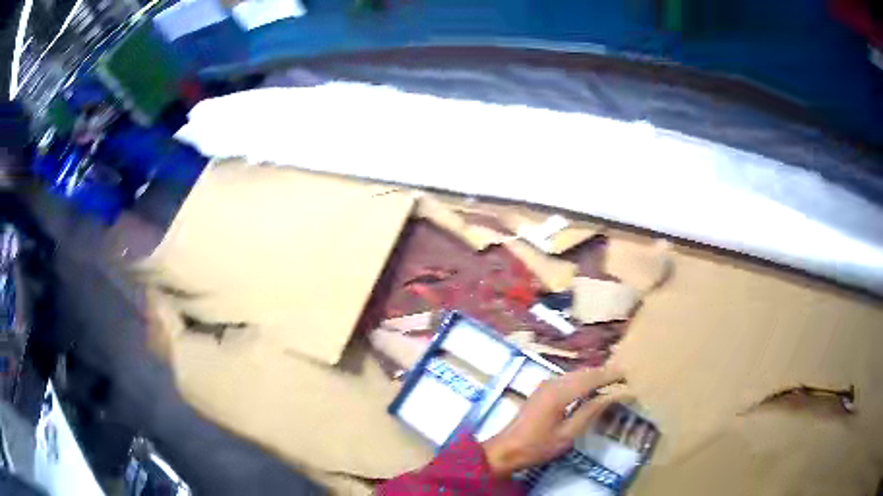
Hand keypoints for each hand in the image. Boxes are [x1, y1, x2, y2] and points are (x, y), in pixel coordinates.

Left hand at [481, 366, 624, 477]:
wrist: (505, 450)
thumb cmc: (537, 446)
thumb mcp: (567, 434)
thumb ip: (589, 412)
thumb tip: (611, 396)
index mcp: (559, 393)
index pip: (591, 378)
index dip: (610, 375)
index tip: (628, 373)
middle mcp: (552, 383)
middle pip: (583, 373)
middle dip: (604, 373)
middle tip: (624, 376)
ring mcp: (545, 385)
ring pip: (575, 375)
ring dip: (593, 376)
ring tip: (613, 380)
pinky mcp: (542, 391)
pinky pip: (568, 380)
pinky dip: (583, 381)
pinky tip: (591, 388)